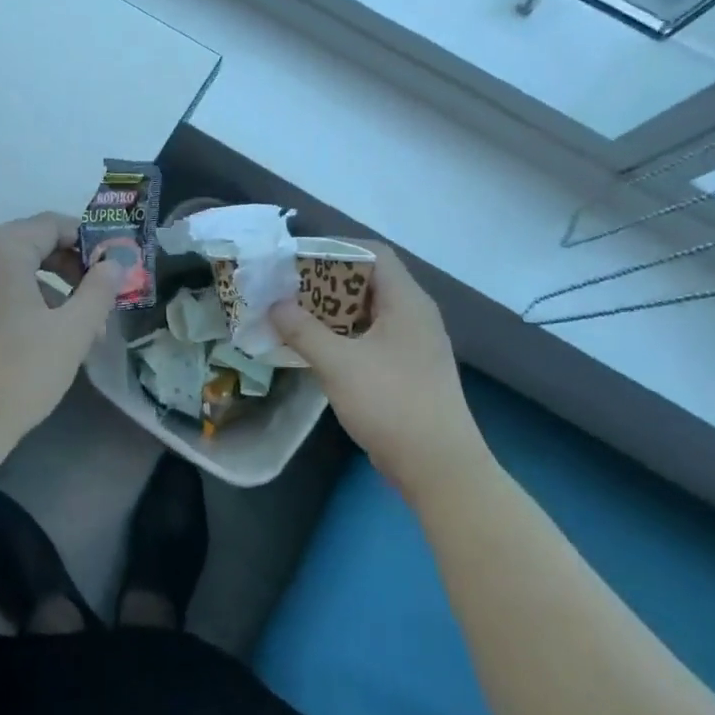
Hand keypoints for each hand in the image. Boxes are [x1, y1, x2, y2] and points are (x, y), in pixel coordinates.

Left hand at [0, 212, 125, 471]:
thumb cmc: (18, 373)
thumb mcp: (72, 331)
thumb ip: (99, 290)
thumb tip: (114, 263)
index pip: (50, 224)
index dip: (88, 241)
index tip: (113, 268)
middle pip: (29, 245)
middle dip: (70, 270)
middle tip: (98, 301)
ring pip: (10, 273)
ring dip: (49, 291)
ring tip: (78, 331)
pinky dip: (20, 304)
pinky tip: (41, 340)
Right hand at [271, 242, 486, 500]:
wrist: (439, 466)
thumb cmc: (391, 402)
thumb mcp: (339, 363)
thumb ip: (303, 330)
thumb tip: (275, 305)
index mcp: (407, 302)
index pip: (374, 254)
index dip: (337, 249)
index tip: (299, 260)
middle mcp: (415, 315)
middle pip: (369, 282)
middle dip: (327, 283)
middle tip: (288, 290)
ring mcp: (414, 345)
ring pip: (369, 313)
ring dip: (332, 313)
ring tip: (293, 317)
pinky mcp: (408, 370)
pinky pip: (372, 339)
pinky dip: (344, 337)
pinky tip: (316, 350)